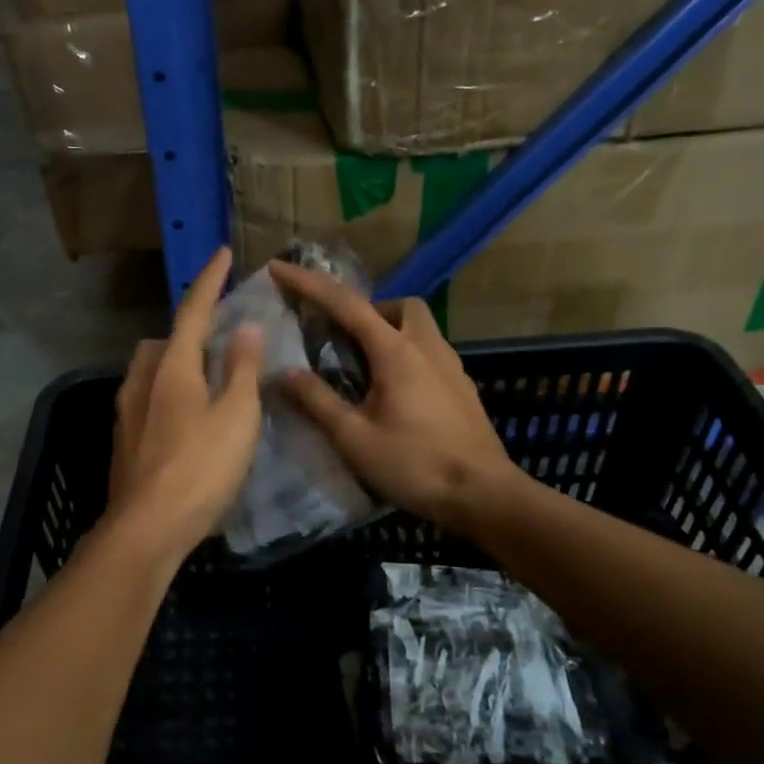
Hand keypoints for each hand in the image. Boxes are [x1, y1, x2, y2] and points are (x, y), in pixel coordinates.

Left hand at [108, 248, 263, 560]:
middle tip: (219, 340)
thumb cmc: (200, 469)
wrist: (146, 528)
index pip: (193, 310)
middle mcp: (142, 381)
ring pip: (149, 371)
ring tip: (204, 381)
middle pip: (163, 341)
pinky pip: (145, 399)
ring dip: (174, 363)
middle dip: (188, 331)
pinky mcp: (123, 441)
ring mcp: (126, 412)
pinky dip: (166, 394)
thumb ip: (240, 369)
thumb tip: (245, 326)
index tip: (224, 252)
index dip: (211, 280)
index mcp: (171, 368)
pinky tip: (184, 421)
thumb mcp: (236, 417)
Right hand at [268, 262, 515, 532]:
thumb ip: (318, 401)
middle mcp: (427, 348)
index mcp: (396, 352)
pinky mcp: (462, 389)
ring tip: (364, 367)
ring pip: (419, 327)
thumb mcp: (354, 439)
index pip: (346, 304)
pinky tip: (395, 394)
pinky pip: (429, 353)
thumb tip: (286, 373)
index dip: (308, 283)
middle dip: (367, 308)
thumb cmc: (415, 466)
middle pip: (398, 305)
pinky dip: (406, 355)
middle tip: (342, 337)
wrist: (484, 496)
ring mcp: (451, 367)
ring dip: (388, 331)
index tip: (279, 268)